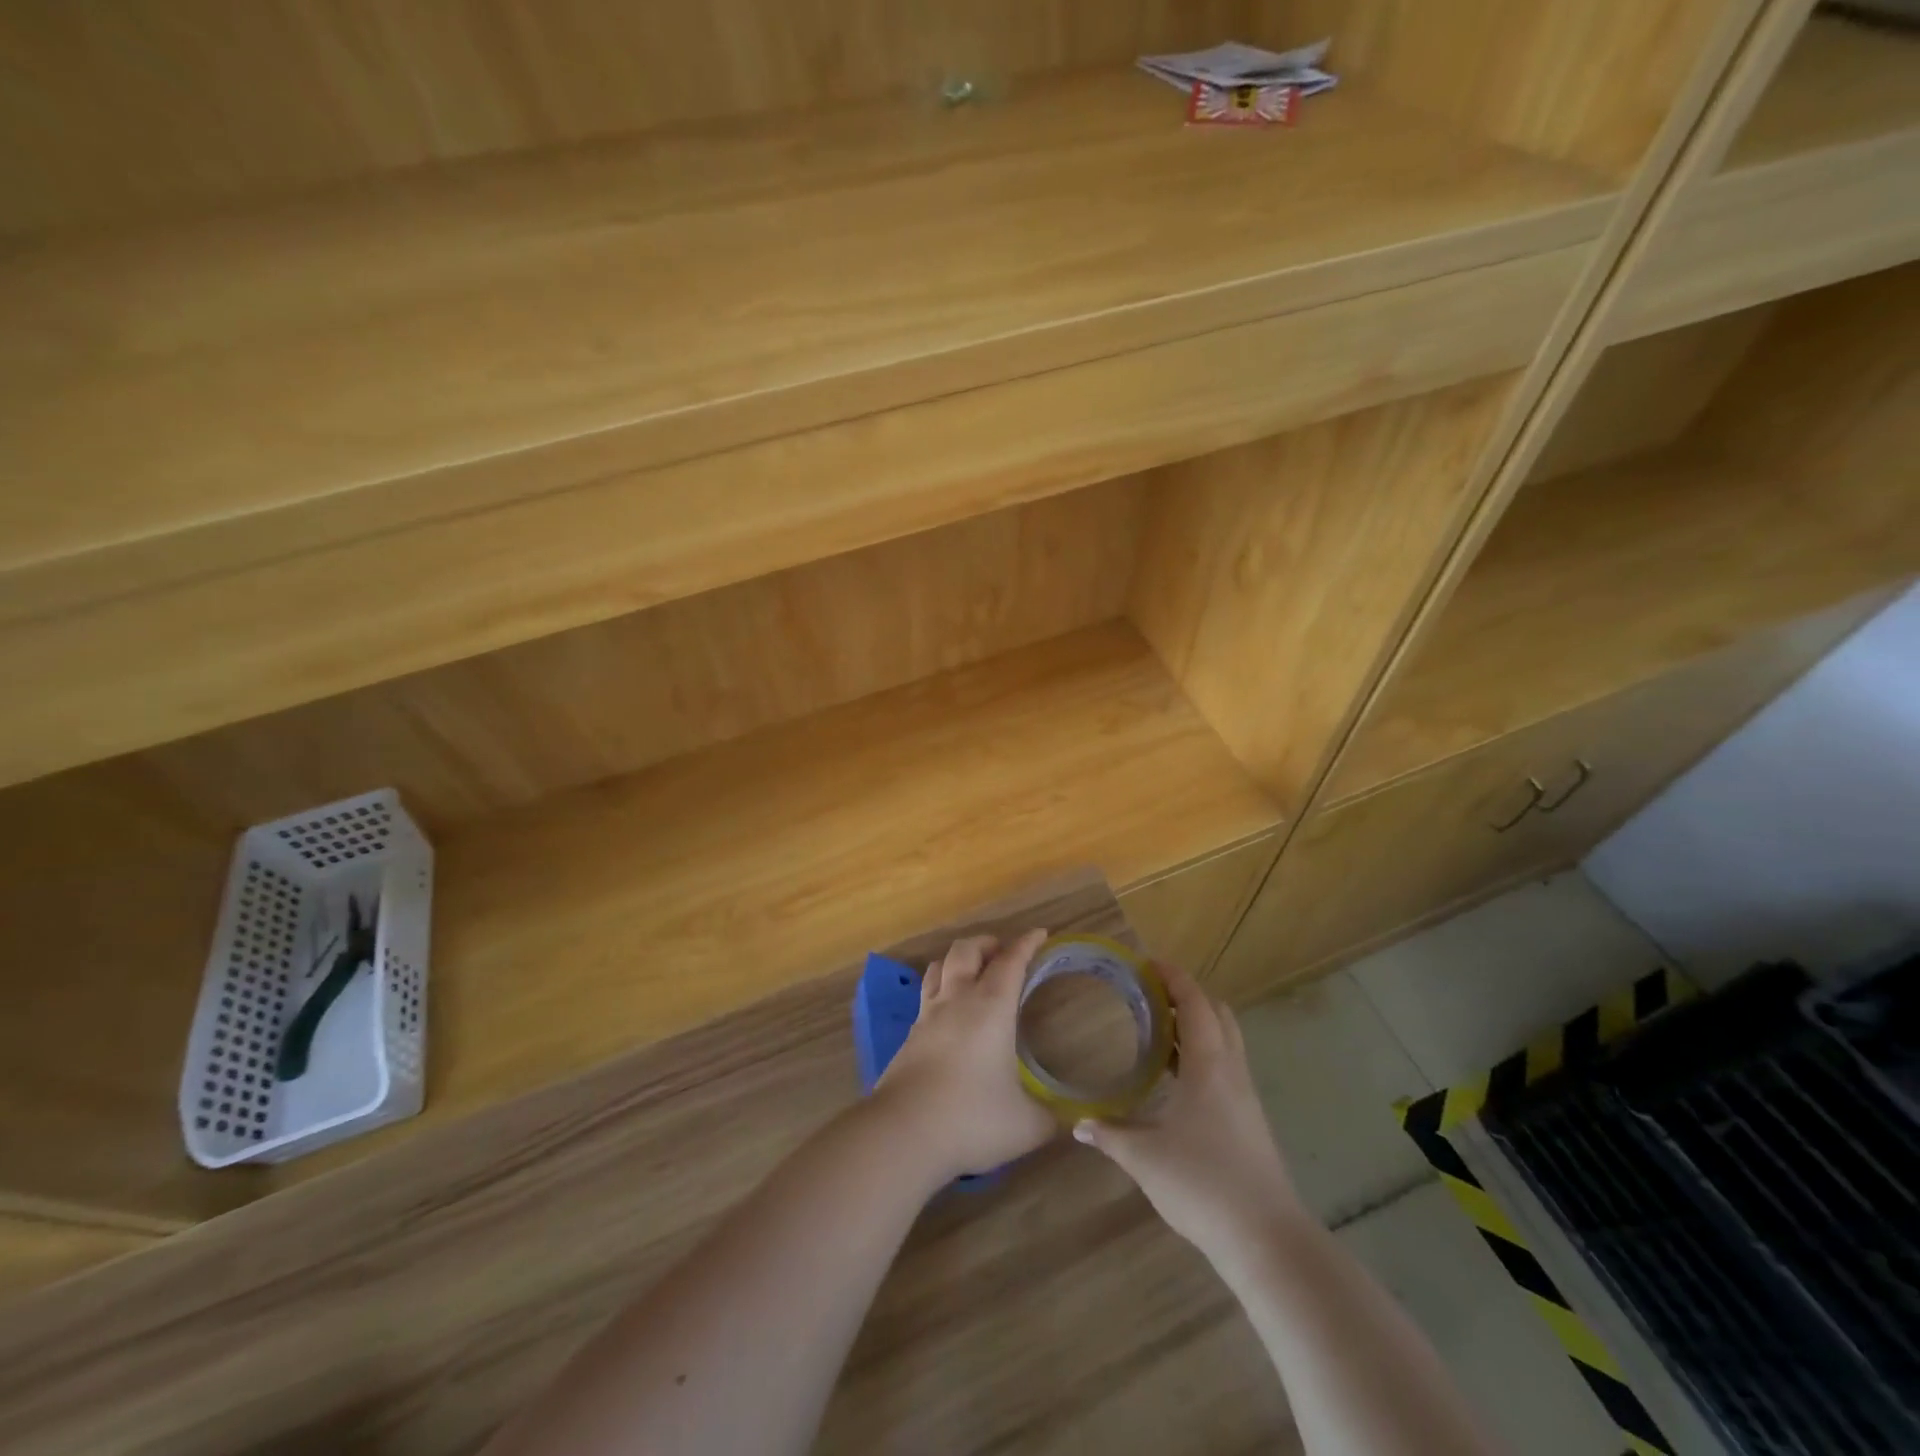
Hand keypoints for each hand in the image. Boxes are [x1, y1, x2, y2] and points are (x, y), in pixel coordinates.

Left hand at [877, 930, 1058, 1180]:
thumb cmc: (971, 1119)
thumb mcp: (1026, 1125)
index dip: (1026, 943)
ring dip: (958, 960)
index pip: (1010, 961)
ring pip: (939, 966)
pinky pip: (925, 996)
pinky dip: (940, 990)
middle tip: (1003, 953)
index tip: (1040, 934)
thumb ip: (1049, 1117)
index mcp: (990, 1008)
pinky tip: (948, 1013)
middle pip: (966, 950)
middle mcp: (957, 1000)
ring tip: (972, 972)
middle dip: (987, 943)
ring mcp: (927, 1016)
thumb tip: (1066, 1121)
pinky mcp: (909, 1036)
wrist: (903, 1133)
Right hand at [1073, 963, 1302, 1262]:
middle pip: (1217, 1014)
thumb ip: (1109, 1135)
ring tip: (1157, 1029)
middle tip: (1151, 994)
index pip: (1194, 1003)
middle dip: (1187, 996)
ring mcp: (1245, 1098)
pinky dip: (1202, 1055)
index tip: (1147, 963)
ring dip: (1196, 1026)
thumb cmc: (1202, 1184)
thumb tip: (1078, 1124)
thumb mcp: (1144, 1158)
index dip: (1173, 977)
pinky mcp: (1250, 1122)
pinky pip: (1226, 1068)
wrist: (1266, 1240)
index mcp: (1209, 1065)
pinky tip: (1177, 1079)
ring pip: (1225, 1041)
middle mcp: (1232, 1071)